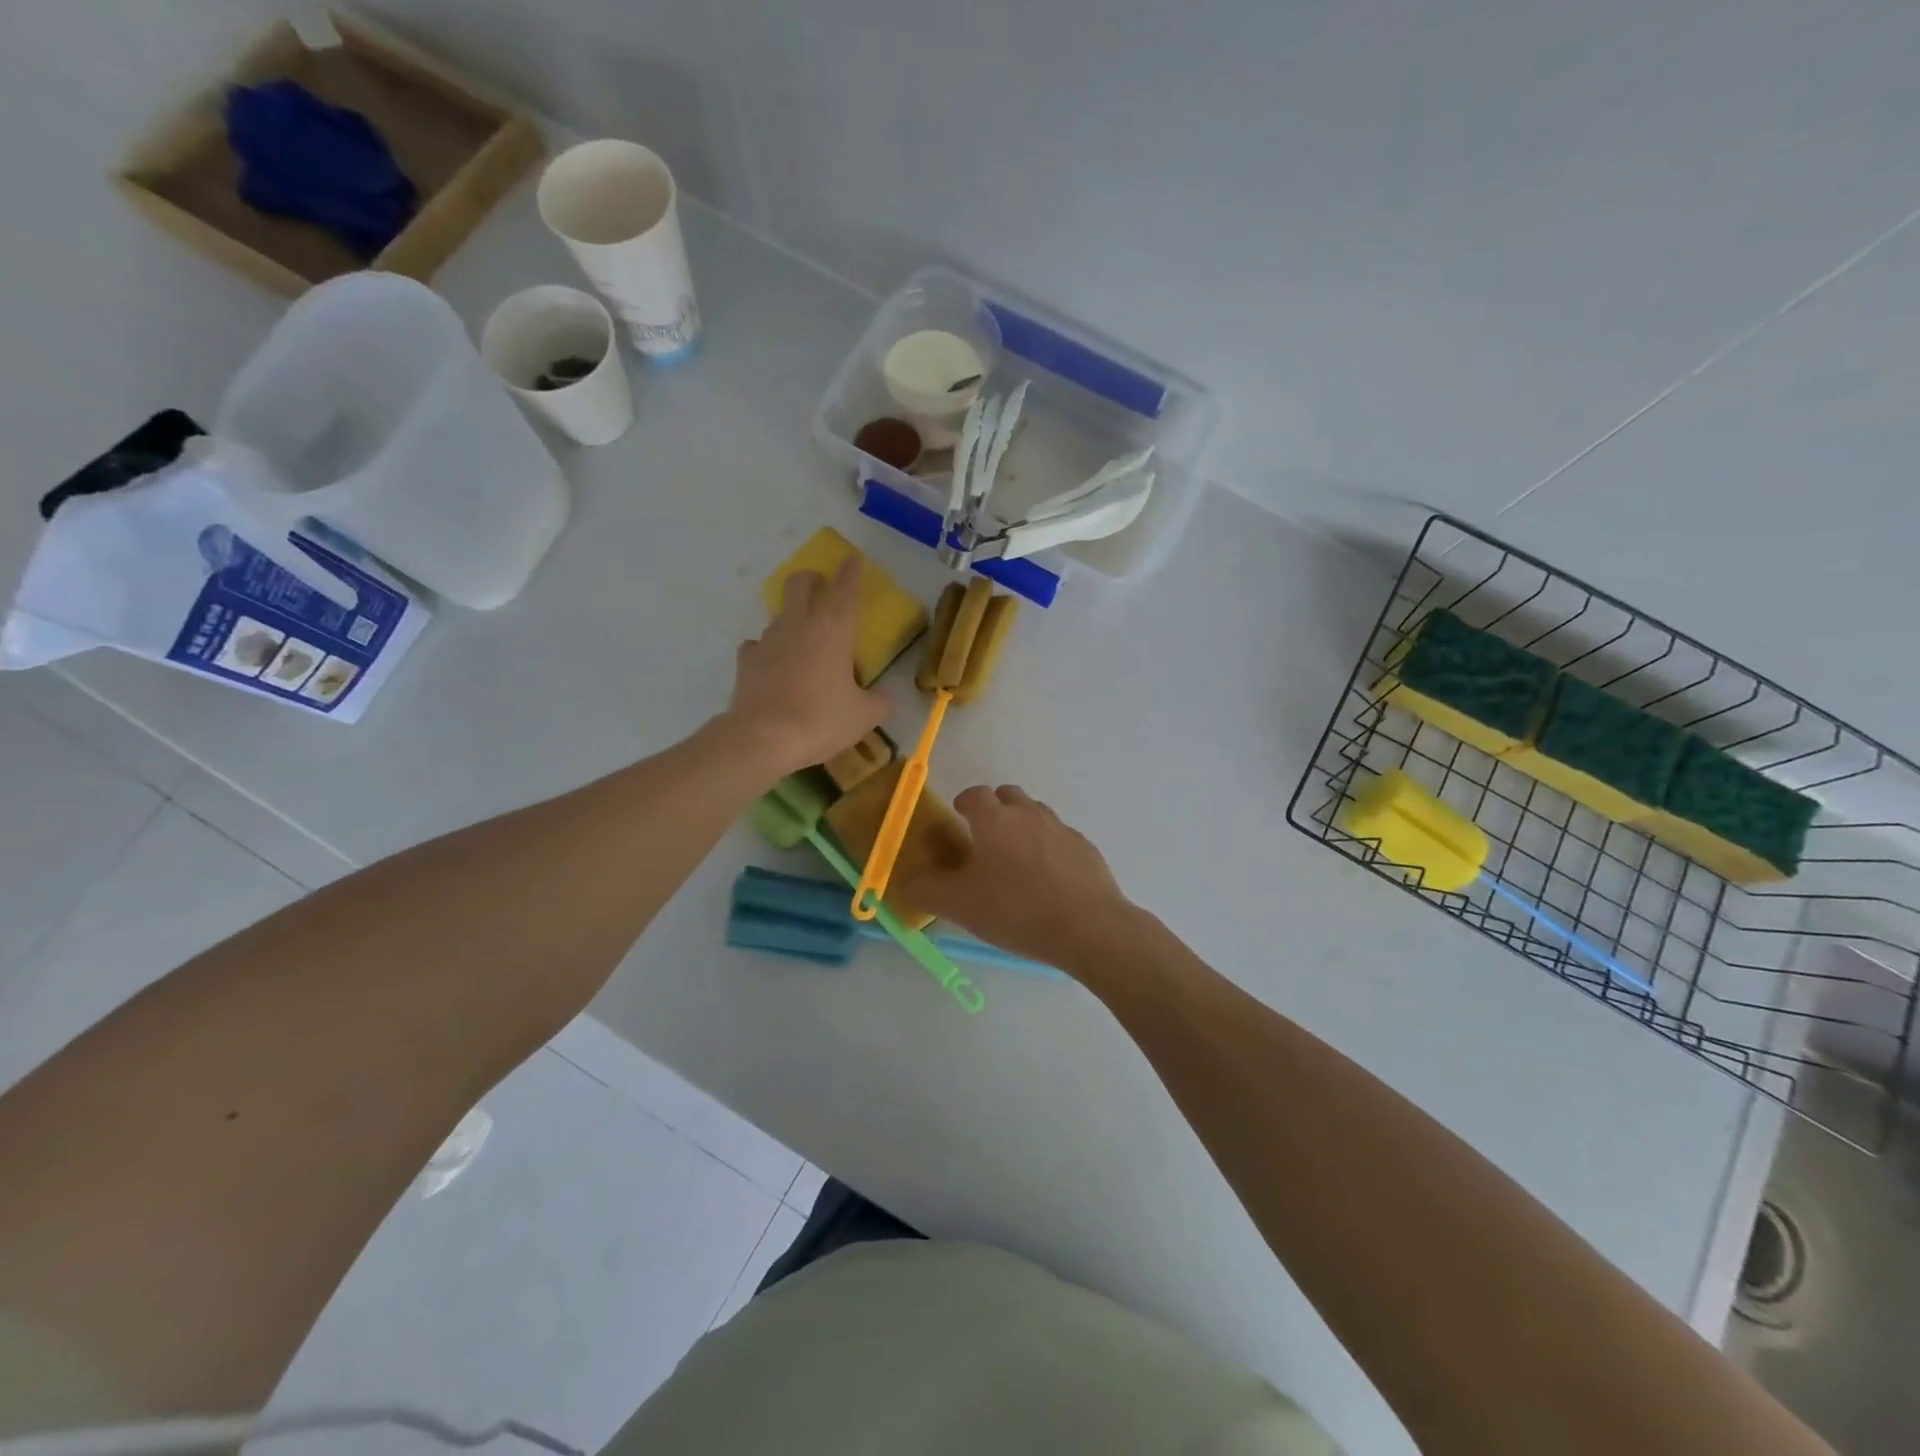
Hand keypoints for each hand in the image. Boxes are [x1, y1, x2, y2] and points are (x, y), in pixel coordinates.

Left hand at [726, 559, 886, 775]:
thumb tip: (884, 696)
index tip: (852, 560)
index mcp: (833, 630)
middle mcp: (799, 626)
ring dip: (792, 618)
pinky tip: (774, 665)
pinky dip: (768, 650)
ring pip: (779, 614)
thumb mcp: (864, 717)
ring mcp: (768, 640)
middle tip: (821, 588)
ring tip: (802, 640)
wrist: (763, 738)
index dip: (850, 572)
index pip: (845, 589)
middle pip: (800, 584)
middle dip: (812, 580)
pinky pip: (758, 645)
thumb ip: (879, 701)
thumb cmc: (821, 720)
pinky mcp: (746, 661)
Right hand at [897, 785, 1136, 972]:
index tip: (959, 817)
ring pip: (1036, 814)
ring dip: (1023, 826)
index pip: (974, 794)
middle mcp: (1029, 814)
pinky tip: (1048, 879)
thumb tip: (902, 883)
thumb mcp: (959, 905)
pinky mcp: (1086, 849)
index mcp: (995, 819)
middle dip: (995, 809)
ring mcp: (1061, 829)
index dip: (964, 802)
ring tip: (1016, 860)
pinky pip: (1060, 838)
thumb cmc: (1016, 909)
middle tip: (986, 838)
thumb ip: (925, 891)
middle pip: (1008, 796)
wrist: (1088, 927)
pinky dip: (1049, 848)